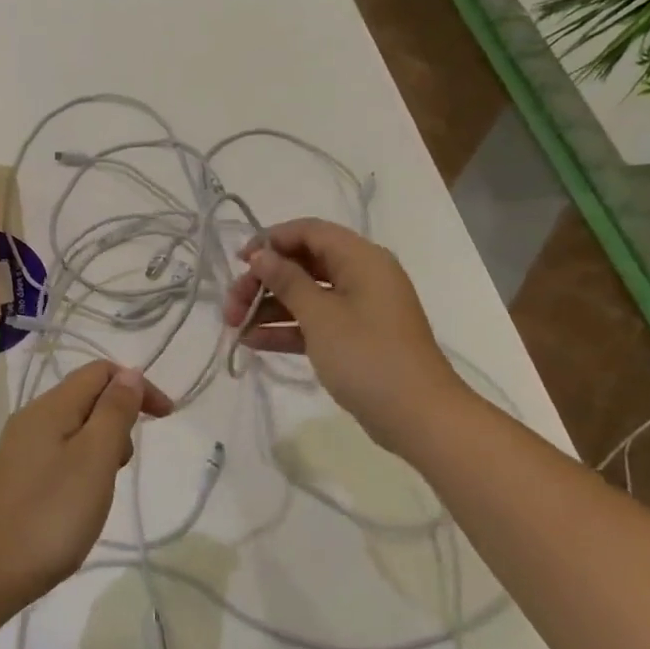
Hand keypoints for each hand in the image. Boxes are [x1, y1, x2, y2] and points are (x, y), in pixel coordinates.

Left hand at [0, 361, 172, 616]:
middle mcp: (31, 418)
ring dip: (102, 445)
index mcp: (50, 407)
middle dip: (119, 418)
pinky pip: (60, 453)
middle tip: (122, 465)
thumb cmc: (49, 515)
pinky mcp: (16, 477)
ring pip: (74, 427)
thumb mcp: (94, 459)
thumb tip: (129, 373)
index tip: (166, 418)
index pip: (100, 372)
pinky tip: (80, 500)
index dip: (137, 386)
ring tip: (102, 488)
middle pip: (86, 397)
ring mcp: (20, 449)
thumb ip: (114, 412)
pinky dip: (82, 465)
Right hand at [223, 218, 460, 450]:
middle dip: (264, 281)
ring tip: (234, 327)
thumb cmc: (367, 356)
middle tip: (231, 305)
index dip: (272, 241)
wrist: (417, 416)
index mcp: (361, 259)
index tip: (239, 262)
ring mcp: (359, 309)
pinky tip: (253, 342)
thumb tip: (261, 255)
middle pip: (303, 264)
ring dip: (269, 307)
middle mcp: (361, 276)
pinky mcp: (354, 338)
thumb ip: (287, 281)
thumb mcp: (321, 316)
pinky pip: (314, 323)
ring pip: (305, 296)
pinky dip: (286, 329)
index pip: (310, 232)